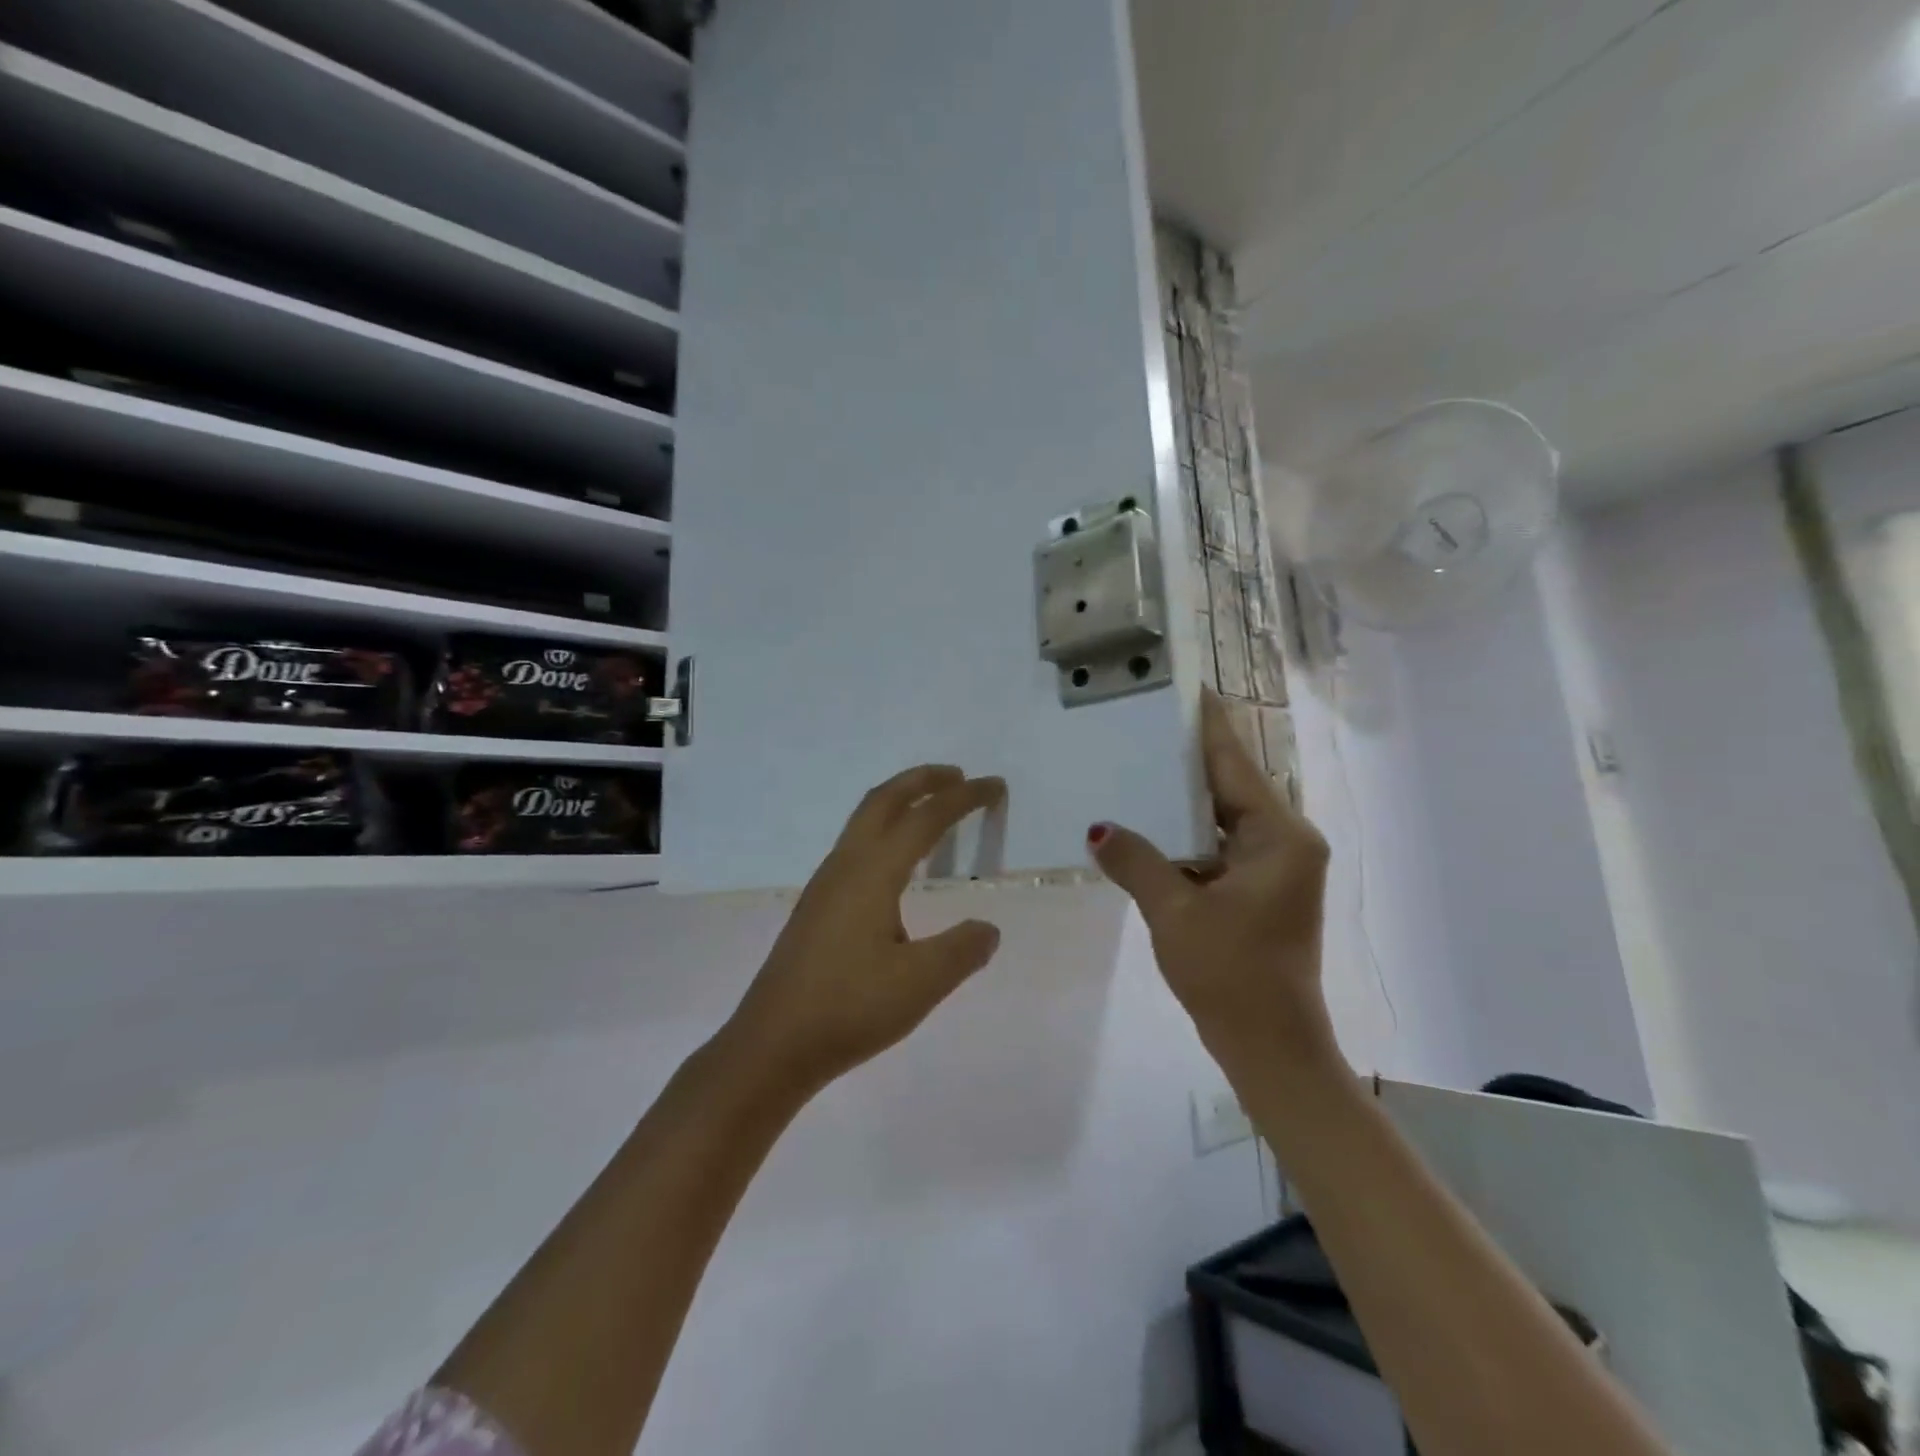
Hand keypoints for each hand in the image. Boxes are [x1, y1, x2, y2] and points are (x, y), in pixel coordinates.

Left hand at [722, 765, 1006, 1094]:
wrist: (772, 1046)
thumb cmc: (849, 1009)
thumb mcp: (921, 984)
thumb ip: (962, 950)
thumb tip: (987, 929)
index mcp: (872, 872)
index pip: (926, 819)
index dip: (963, 798)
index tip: (994, 785)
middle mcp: (845, 866)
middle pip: (884, 800)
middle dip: (922, 780)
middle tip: (958, 776)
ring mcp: (824, 885)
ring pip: (864, 821)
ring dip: (900, 802)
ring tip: (931, 810)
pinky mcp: (816, 907)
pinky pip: (855, 846)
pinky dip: (884, 830)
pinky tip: (895, 865)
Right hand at [1089, 689, 1341, 1074]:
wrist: (1270, 1048)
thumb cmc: (1230, 975)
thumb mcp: (1174, 912)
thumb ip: (1136, 861)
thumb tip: (1098, 828)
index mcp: (1279, 837)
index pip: (1235, 763)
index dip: (1208, 725)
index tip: (1187, 687)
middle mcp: (1285, 842)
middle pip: (1231, 785)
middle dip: (1189, 757)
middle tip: (1145, 721)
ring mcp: (1274, 867)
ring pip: (1222, 816)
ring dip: (1184, 797)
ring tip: (1140, 762)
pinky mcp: (1260, 889)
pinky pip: (1219, 844)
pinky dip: (1188, 833)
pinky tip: (1151, 821)